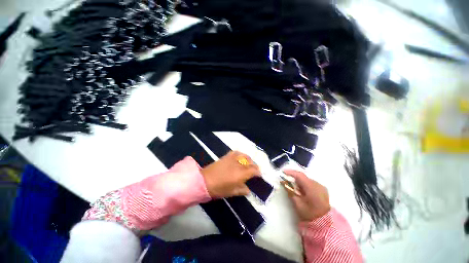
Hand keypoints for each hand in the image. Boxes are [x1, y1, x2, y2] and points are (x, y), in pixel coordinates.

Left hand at [201, 151, 260, 198]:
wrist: (204, 181)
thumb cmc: (219, 188)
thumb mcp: (232, 192)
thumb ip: (242, 190)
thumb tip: (248, 189)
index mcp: (241, 173)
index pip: (253, 170)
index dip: (258, 172)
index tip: (259, 175)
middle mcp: (238, 164)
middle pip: (250, 162)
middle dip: (254, 166)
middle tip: (254, 170)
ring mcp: (232, 159)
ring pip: (244, 156)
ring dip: (249, 159)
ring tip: (249, 163)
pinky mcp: (226, 156)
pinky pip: (236, 152)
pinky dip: (240, 154)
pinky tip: (240, 157)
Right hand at [283, 170, 330, 221]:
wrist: (325, 223)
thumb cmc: (310, 214)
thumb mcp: (298, 204)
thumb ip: (291, 192)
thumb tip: (284, 183)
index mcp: (311, 187)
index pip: (300, 175)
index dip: (290, 172)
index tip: (283, 172)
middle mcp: (317, 184)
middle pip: (303, 176)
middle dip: (294, 176)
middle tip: (286, 179)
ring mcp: (321, 186)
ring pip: (307, 179)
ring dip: (299, 181)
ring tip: (292, 185)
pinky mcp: (322, 189)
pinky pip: (311, 183)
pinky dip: (304, 184)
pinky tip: (301, 189)